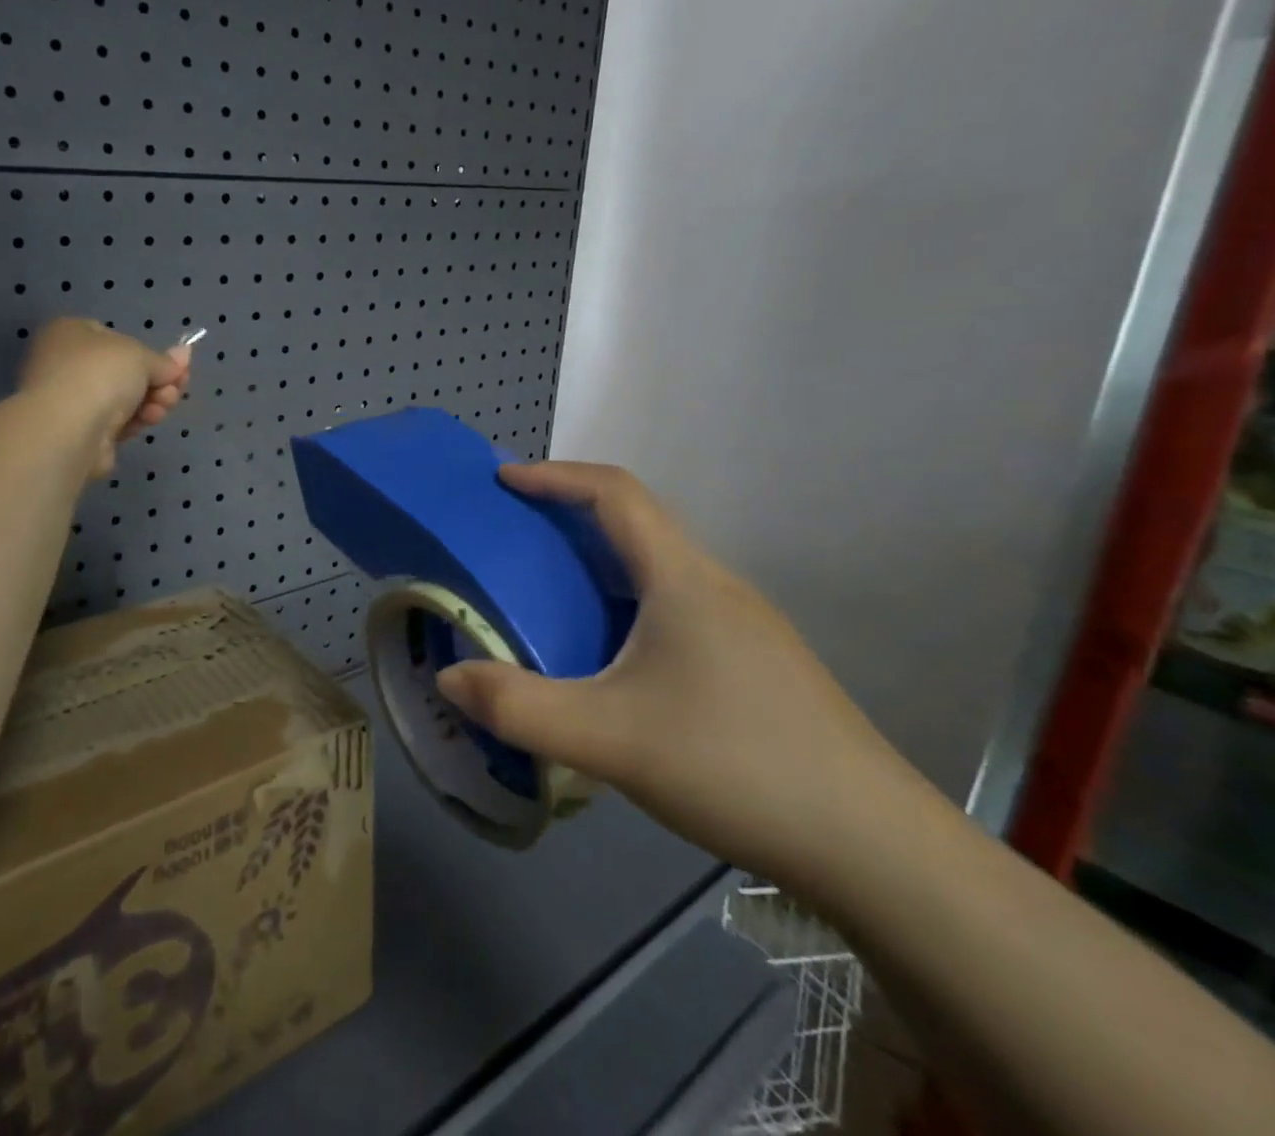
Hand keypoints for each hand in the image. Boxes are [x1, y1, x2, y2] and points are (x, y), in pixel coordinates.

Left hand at [18, 319, 192, 476]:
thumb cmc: (100, 374)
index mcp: (70, 333)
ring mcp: (71, 401)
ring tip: (164, 405)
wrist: (69, 428)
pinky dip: (136, 421)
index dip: (148, 352)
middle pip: (124, 372)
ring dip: (152, 401)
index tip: (177, 365)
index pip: (116, 338)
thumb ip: (164, 360)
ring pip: (124, 399)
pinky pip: (116, 423)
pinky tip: (148, 421)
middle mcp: (66, 364)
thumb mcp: (140, 356)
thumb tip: (184, 354)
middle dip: (157, 381)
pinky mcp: (80, 433)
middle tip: (176, 388)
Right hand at [436, 461, 918, 896]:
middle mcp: (715, 586)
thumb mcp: (609, 739)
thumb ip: (518, 708)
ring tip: (548, 596)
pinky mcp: (755, 665)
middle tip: (513, 539)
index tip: (503, 480)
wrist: (876, 849)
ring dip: (598, 566)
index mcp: (682, 578)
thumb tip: (448, 678)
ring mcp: (743, 627)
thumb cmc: (736, 765)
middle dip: (568, 518)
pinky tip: (608, 661)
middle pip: (635, 525)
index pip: (614, 492)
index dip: (554, 476)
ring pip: (656, 571)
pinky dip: (625, 607)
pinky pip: (674, 609)